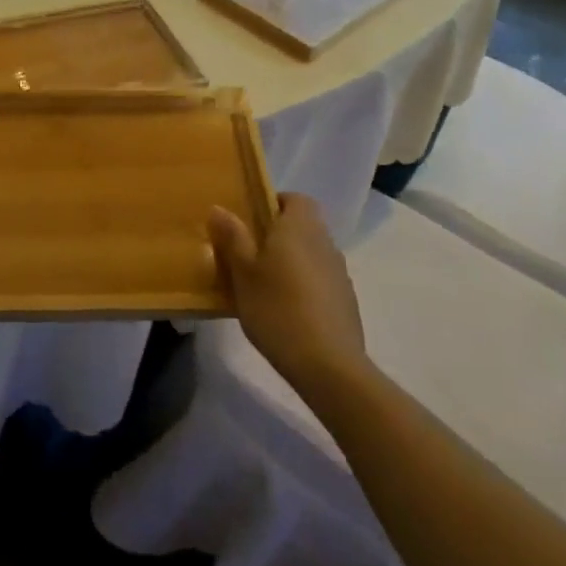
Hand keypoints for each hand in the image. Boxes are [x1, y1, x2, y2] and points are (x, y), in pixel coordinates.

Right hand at [209, 193, 368, 398]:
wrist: (328, 367)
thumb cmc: (277, 309)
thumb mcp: (243, 273)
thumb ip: (232, 238)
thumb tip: (219, 208)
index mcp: (299, 229)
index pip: (296, 198)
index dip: (274, 202)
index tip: (250, 219)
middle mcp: (325, 244)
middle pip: (303, 226)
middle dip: (278, 234)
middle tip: (248, 252)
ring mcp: (340, 274)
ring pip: (311, 254)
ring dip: (291, 261)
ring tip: (263, 284)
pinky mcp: (346, 303)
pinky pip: (320, 280)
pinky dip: (303, 285)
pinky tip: (284, 310)